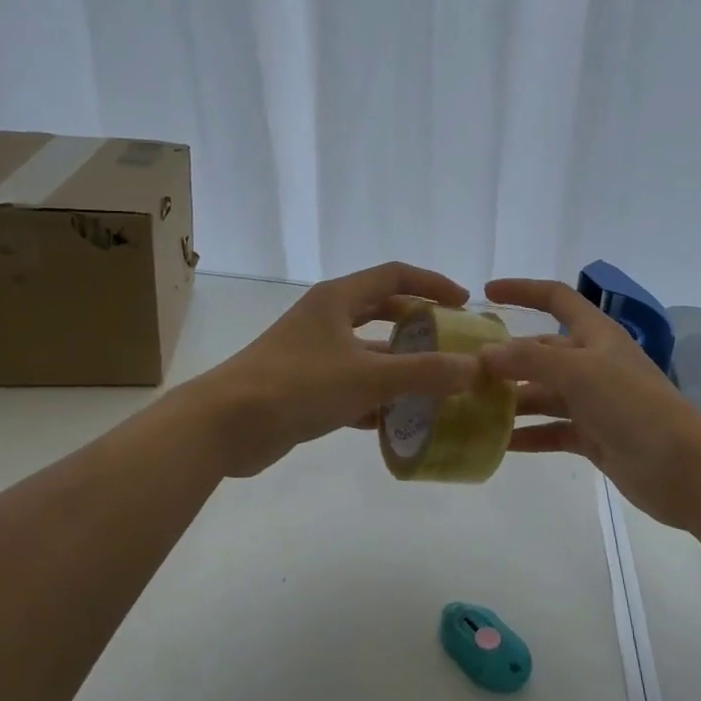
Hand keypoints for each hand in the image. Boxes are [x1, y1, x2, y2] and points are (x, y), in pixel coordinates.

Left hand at [184, 263, 479, 477]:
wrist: (225, 425)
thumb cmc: (297, 385)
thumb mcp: (368, 377)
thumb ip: (425, 372)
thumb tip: (475, 368)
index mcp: (338, 299)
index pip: (394, 275)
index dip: (431, 283)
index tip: (464, 302)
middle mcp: (325, 319)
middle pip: (382, 310)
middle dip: (419, 324)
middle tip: (452, 342)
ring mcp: (312, 353)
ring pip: (368, 352)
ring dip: (400, 365)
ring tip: (436, 384)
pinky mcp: (304, 386)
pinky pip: (352, 384)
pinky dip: (377, 397)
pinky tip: (400, 419)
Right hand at [480, 278, 700, 525]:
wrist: (683, 467)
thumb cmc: (633, 405)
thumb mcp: (579, 372)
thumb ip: (529, 360)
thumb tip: (484, 354)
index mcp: (596, 335)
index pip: (557, 299)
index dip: (523, 290)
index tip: (487, 293)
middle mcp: (593, 363)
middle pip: (542, 352)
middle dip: (507, 359)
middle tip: (463, 371)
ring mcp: (594, 402)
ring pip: (543, 393)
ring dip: (512, 399)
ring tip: (471, 408)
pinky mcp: (593, 436)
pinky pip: (552, 430)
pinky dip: (528, 434)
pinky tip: (498, 443)